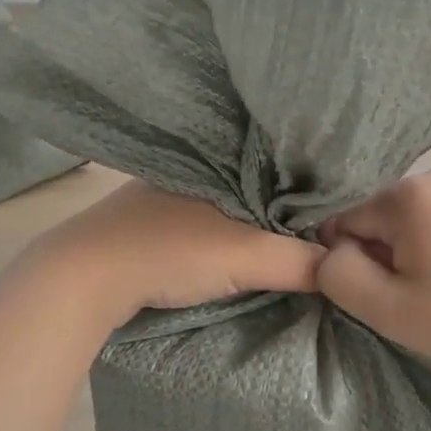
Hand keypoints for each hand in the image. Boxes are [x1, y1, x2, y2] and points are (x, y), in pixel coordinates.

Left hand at [24, 180, 322, 325]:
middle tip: (324, 229)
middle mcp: (196, 163)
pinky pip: (207, 218)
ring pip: (231, 202)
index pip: (280, 162)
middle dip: (286, 204)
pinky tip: (241, 247)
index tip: (342, 210)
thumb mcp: (246, 255)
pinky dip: (227, 232)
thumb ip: (300, 261)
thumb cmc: (170, 250)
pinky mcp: (152, 218)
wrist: (85, 276)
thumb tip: (345, 270)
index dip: (311, 185)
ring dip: (254, 220)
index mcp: (219, 155)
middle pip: (257, 183)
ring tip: (293, 240)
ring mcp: (169, 190)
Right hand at [317, 167, 430, 384]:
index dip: (354, 261)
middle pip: (384, 215)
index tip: (386, 294)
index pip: (347, 221)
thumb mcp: (388, 311)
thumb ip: (338, 275)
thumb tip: (331, 249)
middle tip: (420, 295)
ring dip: (417, 244)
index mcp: (409, 195)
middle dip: (388, 251)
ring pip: (417, 214)